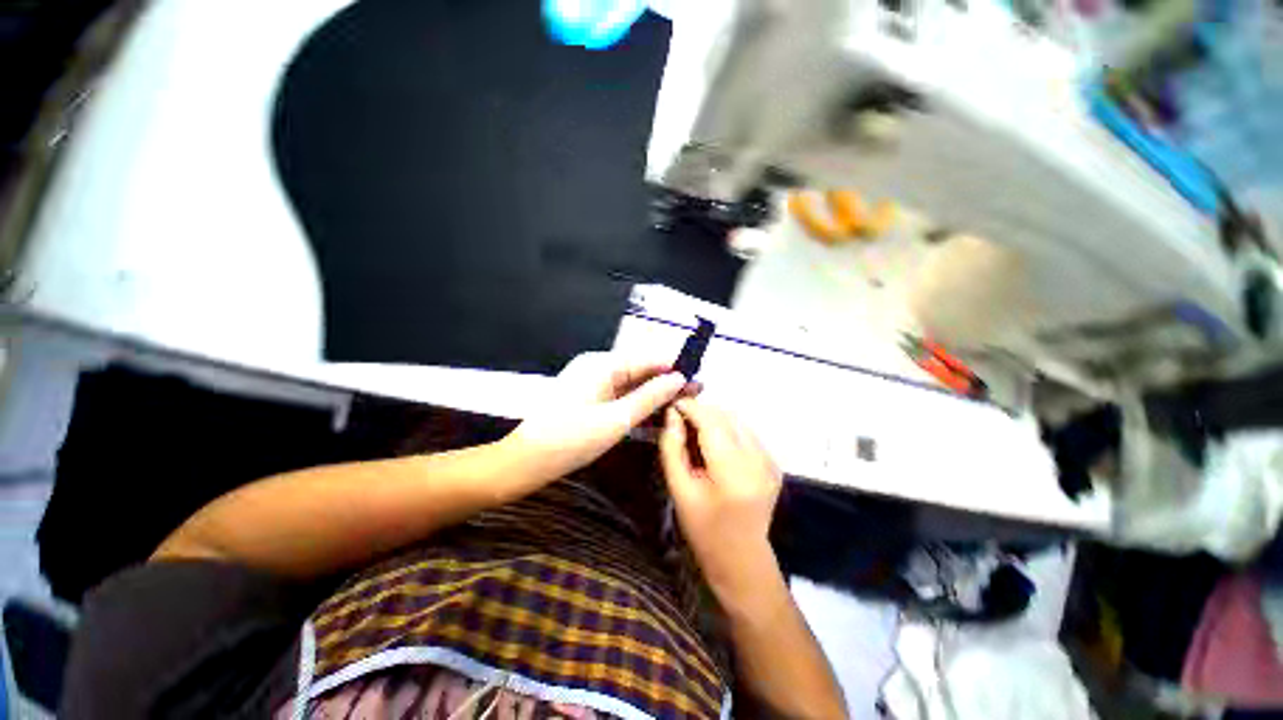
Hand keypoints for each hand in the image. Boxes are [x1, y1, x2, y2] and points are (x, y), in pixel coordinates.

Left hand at [506, 352, 694, 483]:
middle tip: (696, 394)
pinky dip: (637, 405)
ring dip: (654, 395)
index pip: (647, 359)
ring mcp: (592, 382)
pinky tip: (656, 414)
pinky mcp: (588, 397)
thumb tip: (679, 378)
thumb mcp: (617, 419)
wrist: (526, 462)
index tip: (698, 378)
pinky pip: (619, 396)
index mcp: (603, 363)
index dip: (674, 368)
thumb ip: (650, 396)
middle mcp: (597, 366)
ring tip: (682, 404)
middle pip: (640, 371)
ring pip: (631, 385)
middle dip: (666, 382)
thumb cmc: (572, 439)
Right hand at [659, 399, 783, 612]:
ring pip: (738, 421)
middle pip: (727, 417)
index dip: (691, 407)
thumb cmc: (704, 529)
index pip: (711, 422)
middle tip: (680, 420)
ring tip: (696, 433)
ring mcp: (770, 461)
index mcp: (733, 472)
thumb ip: (673, 448)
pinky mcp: (774, 463)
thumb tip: (673, 414)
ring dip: (715, 419)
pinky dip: (727, 430)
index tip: (673, 404)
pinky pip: (746, 433)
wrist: (741, 559)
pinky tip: (715, 446)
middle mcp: (758, 460)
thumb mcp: (679, 490)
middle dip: (702, 411)